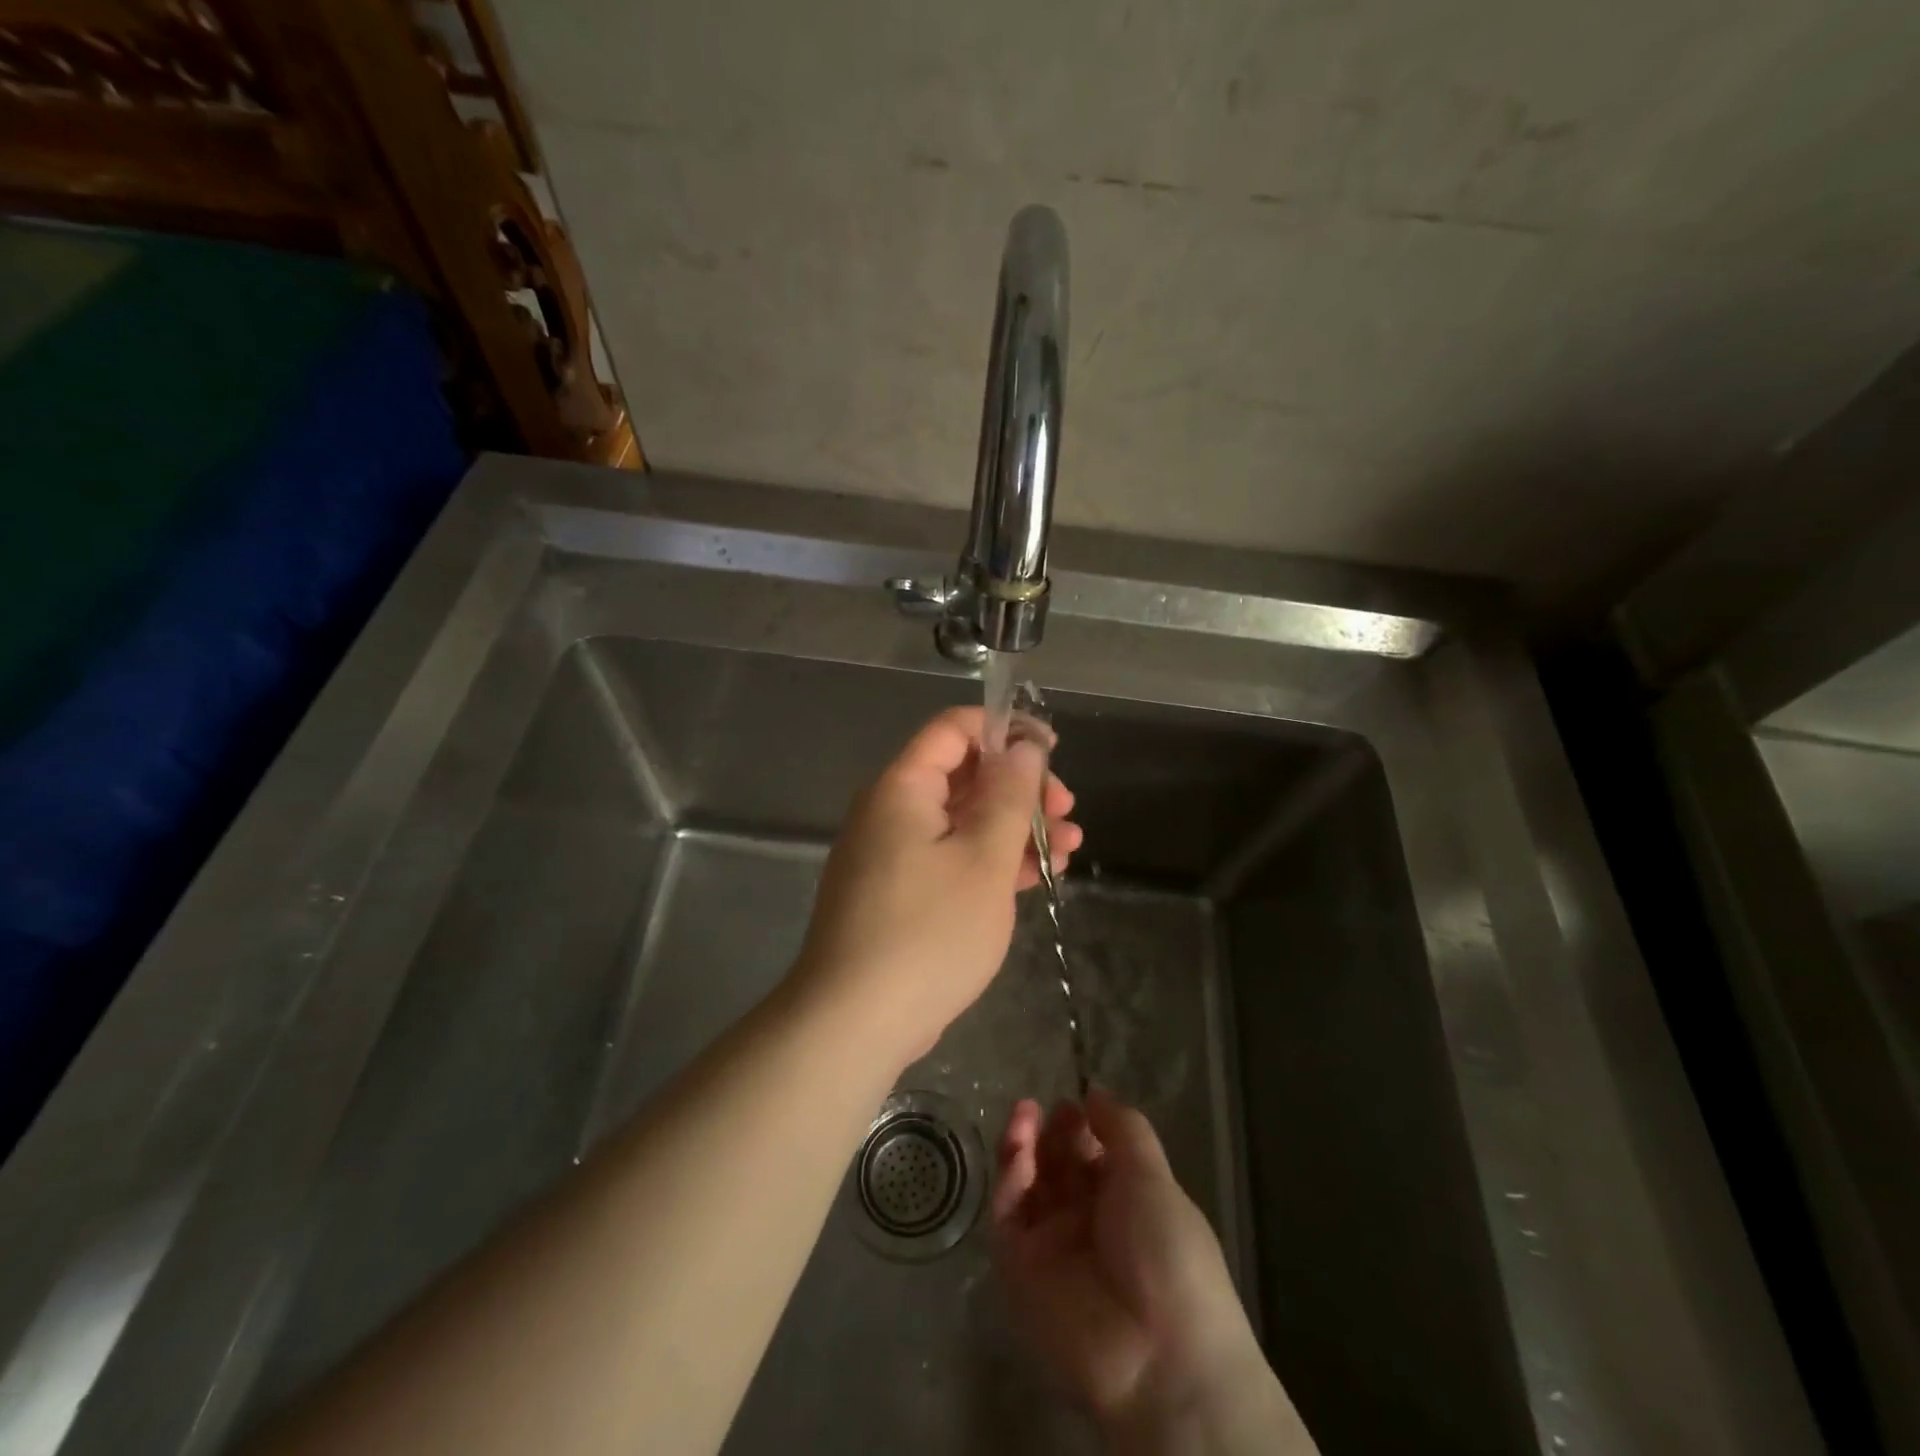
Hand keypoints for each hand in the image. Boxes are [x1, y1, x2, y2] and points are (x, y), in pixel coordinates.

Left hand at [792, 706, 1081, 1070]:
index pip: (952, 730)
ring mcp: (892, 857)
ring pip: (961, 822)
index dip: (1004, 729)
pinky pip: (949, 859)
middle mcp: (891, 813)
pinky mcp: (898, 895)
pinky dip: (989, 861)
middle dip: (1019, 787)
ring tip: (1069, 847)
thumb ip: (1008, 796)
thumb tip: (1022, 746)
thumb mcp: (983, 859)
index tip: (1052, 750)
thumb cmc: (928, 932)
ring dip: (1014, 828)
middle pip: (962, 776)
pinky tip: (1033, 876)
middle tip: (1067, 811)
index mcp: (902, 789)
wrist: (854, 1023)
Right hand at [994, 1093, 1313, 1454]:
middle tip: (1043, 1109)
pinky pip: (1009, 1215)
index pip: (1090, 1153)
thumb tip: (1094, 1091)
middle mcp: (1086, 1221)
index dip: (1079, 1126)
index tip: (1072, 1104)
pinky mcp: (1019, 1269)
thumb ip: (1122, 1128)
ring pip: (1027, 1184)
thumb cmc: (1170, 1255)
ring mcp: (1051, 1245)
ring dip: (1022, 1145)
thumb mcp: (1153, 1177)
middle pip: (1056, 1165)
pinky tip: (1019, 1150)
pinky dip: (1010, 1178)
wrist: (1160, 1359)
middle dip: (1048, 1132)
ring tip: (1023, 1114)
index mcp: (1125, 1201)